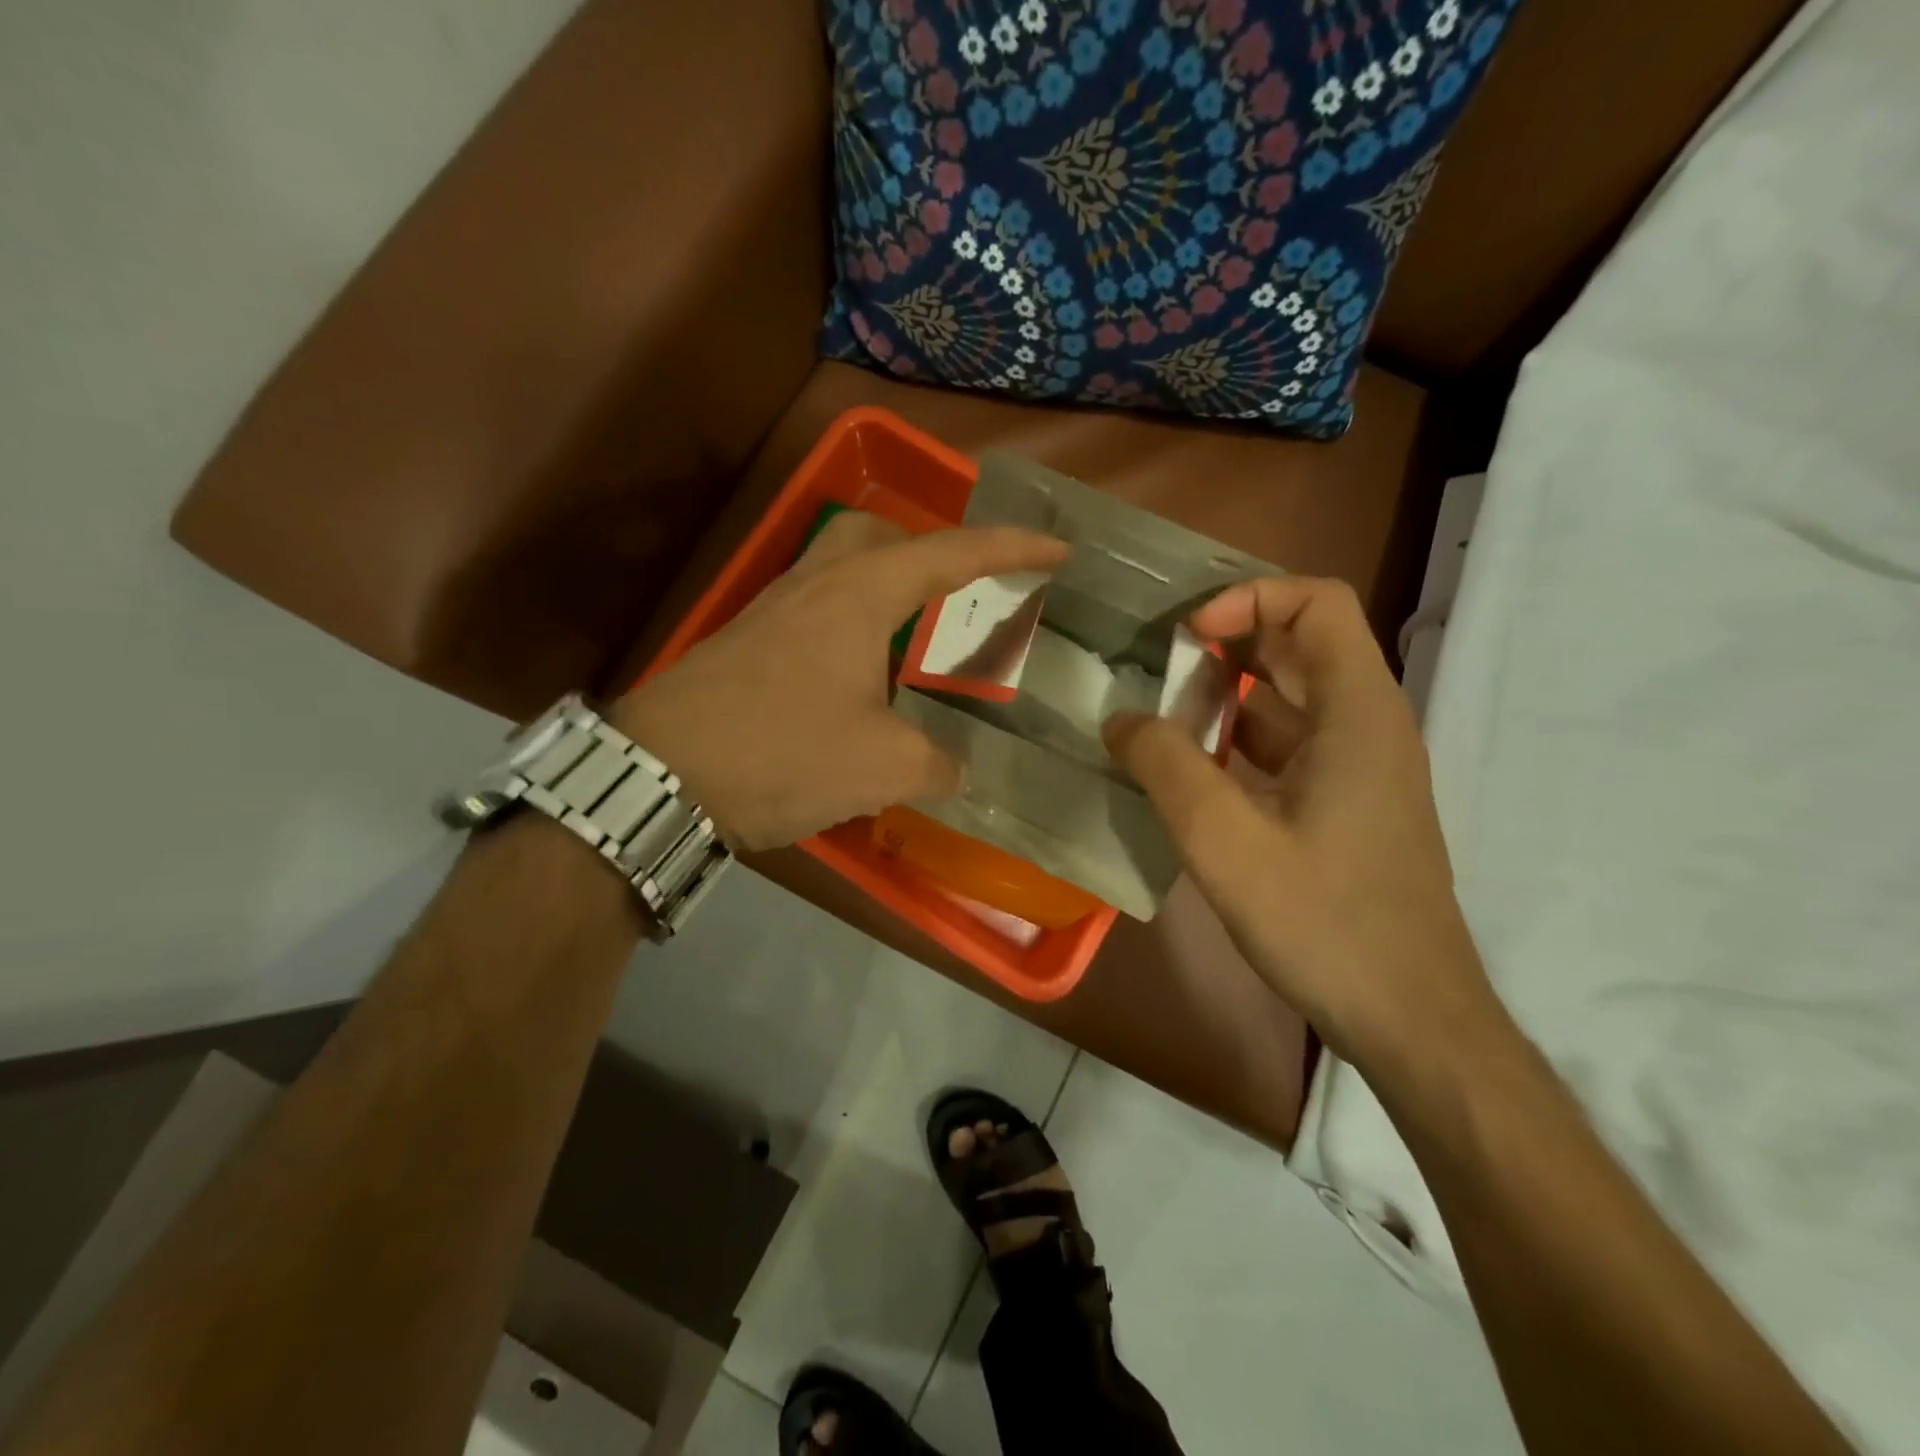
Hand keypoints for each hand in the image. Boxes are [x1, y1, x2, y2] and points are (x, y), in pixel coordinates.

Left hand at [614, 512, 1067, 851]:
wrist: (658, 775)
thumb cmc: (782, 752)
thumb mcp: (883, 766)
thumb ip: (936, 763)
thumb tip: (954, 768)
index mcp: (860, 594)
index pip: (952, 553)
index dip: (1013, 548)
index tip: (1059, 549)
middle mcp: (815, 585)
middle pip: (882, 536)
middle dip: (932, 552)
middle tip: (960, 595)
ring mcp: (772, 611)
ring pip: (842, 571)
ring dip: (888, 593)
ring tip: (914, 647)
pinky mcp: (745, 644)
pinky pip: (814, 613)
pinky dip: (852, 630)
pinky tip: (857, 683)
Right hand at [1103, 576, 1493, 1063]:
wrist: (1410, 1019)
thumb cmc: (1324, 922)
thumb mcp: (1224, 841)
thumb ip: (1166, 767)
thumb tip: (1121, 720)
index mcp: (1357, 712)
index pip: (1317, 602)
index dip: (1249, 598)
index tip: (1188, 635)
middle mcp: (1366, 726)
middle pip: (1298, 645)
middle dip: (1225, 641)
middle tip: (1154, 664)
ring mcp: (1358, 769)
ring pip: (1289, 701)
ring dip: (1224, 695)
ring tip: (1155, 714)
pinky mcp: (1344, 807)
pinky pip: (1287, 748)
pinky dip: (1236, 742)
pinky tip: (1187, 772)